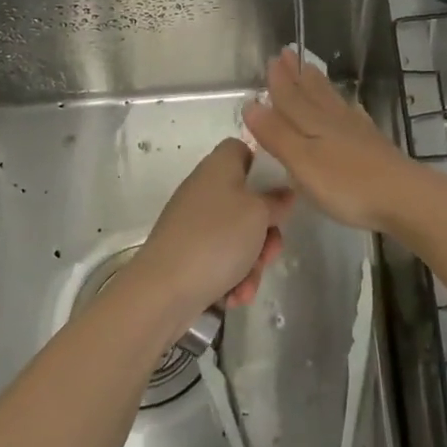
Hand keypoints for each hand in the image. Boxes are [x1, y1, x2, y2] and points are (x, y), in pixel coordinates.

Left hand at [130, 138, 292, 321]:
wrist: (163, 290)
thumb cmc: (217, 238)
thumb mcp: (259, 214)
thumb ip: (277, 201)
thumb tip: (283, 193)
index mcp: (219, 166)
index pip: (242, 150)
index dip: (264, 168)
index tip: (278, 194)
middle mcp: (204, 189)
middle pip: (247, 199)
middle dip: (265, 231)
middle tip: (270, 251)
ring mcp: (193, 222)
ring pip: (238, 235)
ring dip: (251, 261)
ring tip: (248, 284)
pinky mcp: (187, 252)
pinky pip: (220, 258)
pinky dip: (232, 276)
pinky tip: (234, 296)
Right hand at [241, 47, 427, 232]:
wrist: (403, 196)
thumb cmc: (346, 184)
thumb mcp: (303, 162)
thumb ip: (277, 135)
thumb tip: (251, 104)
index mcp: (313, 123)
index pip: (291, 97)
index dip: (279, 80)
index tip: (272, 58)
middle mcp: (334, 120)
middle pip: (312, 92)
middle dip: (297, 75)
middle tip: (288, 53)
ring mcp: (357, 130)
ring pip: (331, 100)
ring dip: (317, 85)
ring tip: (309, 70)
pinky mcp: (373, 144)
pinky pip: (350, 114)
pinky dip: (342, 105)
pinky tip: (346, 107)